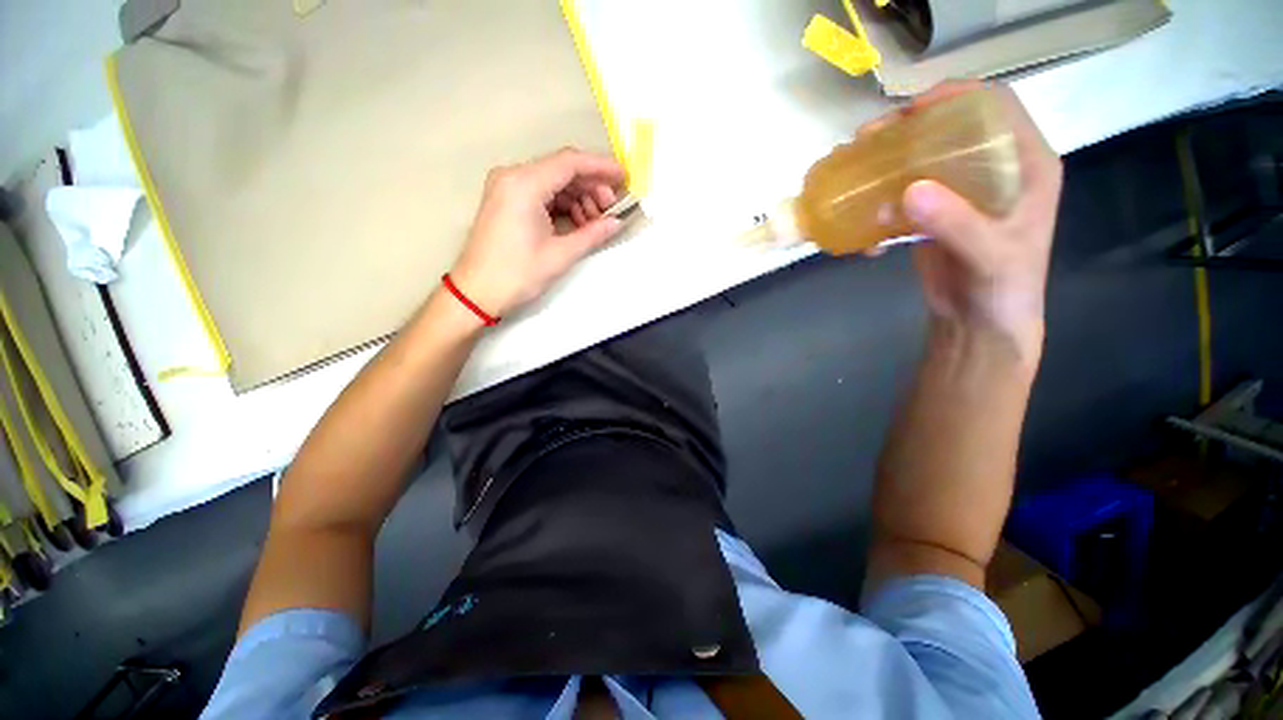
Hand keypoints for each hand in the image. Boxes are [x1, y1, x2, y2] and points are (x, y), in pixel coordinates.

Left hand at [450, 148, 626, 317]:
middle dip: (591, 187)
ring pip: (553, 182)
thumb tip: (617, 223)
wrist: (477, 292)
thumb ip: (593, 234)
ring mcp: (507, 187)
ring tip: (595, 223)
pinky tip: (578, 223)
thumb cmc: (517, 274)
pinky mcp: (507, 200)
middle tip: (611, 210)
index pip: (570, 162)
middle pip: (562, 170)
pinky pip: (542, 193)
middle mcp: (513, 176)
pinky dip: (563, 205)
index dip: (601, 167)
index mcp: (524, 184)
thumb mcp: (560, 255)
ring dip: (579, 198)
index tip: (624, 178)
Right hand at [877, 81, 1063, 358]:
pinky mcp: (934, 217)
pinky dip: (879, 209)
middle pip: (948, 131)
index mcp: (1025, 165)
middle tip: (868, 140)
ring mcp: (961, 194)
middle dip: (906, 131)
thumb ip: (957, 223)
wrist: (980, 324)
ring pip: (921, 163)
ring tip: (855, 175)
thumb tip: (909, 191)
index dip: (955, 96)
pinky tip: (867, 231)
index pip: (995, 108)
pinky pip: (903, 199)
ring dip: (885, 167)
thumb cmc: (1002, 290)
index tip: (910, 110)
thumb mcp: (989, 256)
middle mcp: (994, 171)